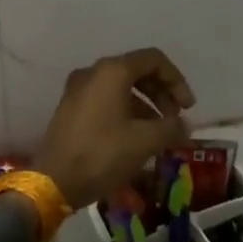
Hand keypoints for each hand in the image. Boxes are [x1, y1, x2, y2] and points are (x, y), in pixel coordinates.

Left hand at [30, 48, 195, 208]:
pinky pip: (106, 101)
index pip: (154, 60)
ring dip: (146, 106)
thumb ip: (171, 127)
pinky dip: (126, 113)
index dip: (177, 80)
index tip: (188, 108)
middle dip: (162, 94)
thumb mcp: (145, 141)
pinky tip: (136, 139)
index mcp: (112, 71)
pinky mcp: (70, 109)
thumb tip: (184, 126)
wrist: (54, 181)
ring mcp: (78, 90)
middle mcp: (93, 73)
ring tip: (159, 135)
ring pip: (121, 88)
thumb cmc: (102, 154)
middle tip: (176, 120)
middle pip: (137, 72)